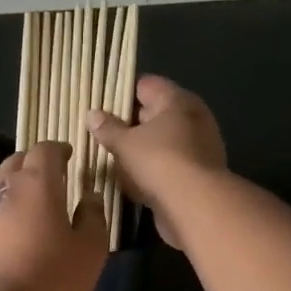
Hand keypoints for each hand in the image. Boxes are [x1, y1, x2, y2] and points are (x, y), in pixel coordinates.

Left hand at [0, 141, 106, 290]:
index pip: (45, 151)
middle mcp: (4, 187)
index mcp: (37, 183)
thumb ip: (93, 219)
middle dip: (34, 162)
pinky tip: (8, 225)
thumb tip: (90, 197)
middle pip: (16, 160)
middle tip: (51, 176)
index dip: (58, 149)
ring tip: (28, 197)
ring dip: (13, 181)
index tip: (69, 156)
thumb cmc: (50, 278)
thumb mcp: (89, 252)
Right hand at [85, 75, 226, 250]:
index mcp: (176, 100)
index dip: (120, 92)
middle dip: (128, 122)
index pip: (145, 85)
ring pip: (160, 140)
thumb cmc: (159, 162)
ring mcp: (198, 145)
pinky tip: (130, 179)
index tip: (99, 105)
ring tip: (110, 156)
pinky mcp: (197, 172)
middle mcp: (191, 117)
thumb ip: (107, 128)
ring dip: (139, 147)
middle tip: (100, 131)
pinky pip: (168, 163)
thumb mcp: (125, 143)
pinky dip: (151, 168)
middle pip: (153, 112)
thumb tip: (92, 114)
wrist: (196, 205)